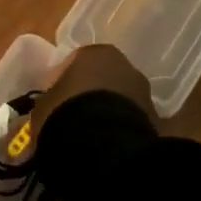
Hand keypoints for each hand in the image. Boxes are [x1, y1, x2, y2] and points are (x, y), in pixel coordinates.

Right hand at [35, 45, 153, 141]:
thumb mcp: (43, 105)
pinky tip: (108, 147)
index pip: (76, 61)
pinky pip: (132, 122)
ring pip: (121, 100)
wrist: (102, 147)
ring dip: (109, 113)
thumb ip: (49, 100)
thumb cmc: (65, 114)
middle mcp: (125, 66)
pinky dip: (122, 131)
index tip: (56, 101)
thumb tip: (50, 108)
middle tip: (75, 117)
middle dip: (92, 94)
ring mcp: (144, 93)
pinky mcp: (157, 121)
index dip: (65, 82)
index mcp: (95, 53)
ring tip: (91, 137)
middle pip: (104, 78)